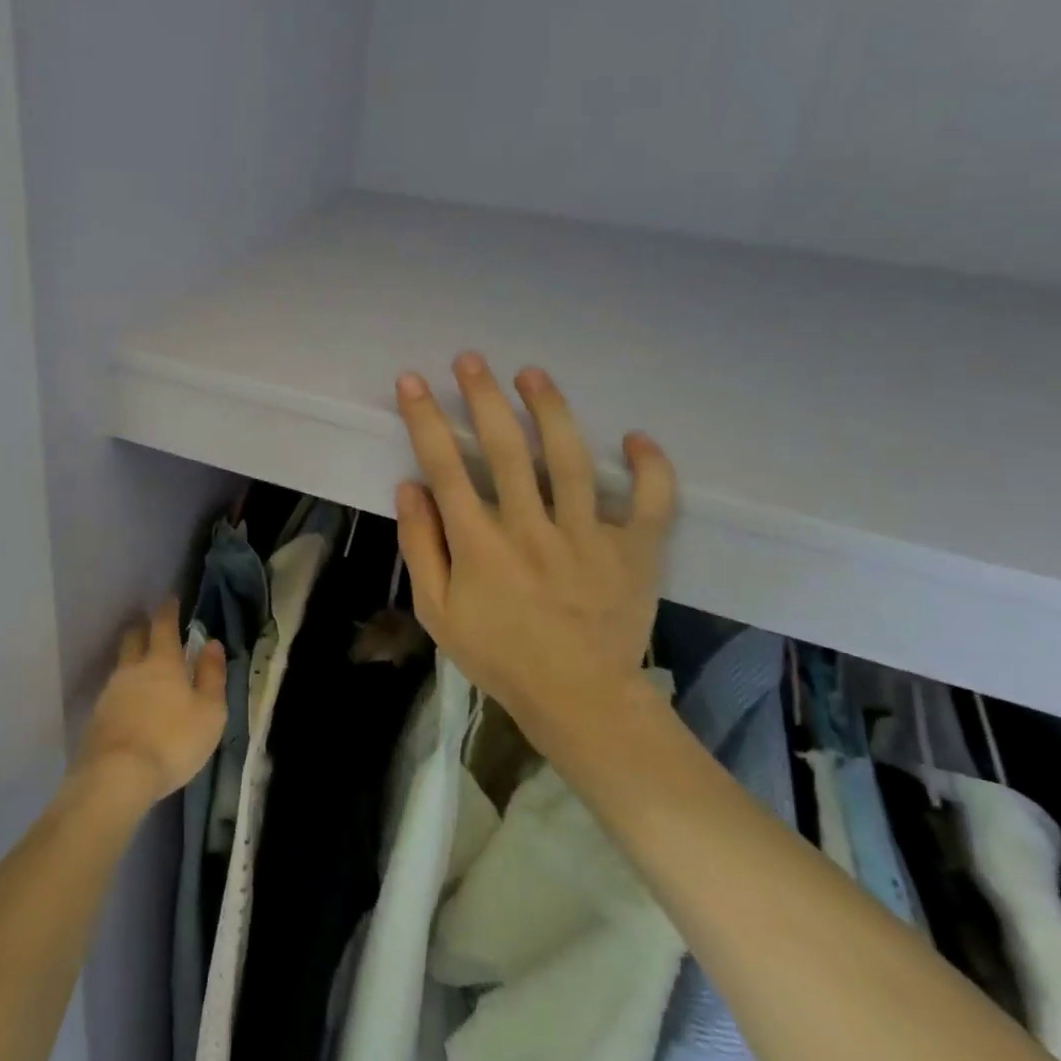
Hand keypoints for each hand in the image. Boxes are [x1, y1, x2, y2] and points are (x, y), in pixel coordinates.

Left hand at [72, 600, 228, 807]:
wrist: (117, 776)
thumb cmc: (173, 741)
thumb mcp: (209, 712)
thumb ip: (212, 675)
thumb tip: (212, 643)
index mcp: (162, 662)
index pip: (163, 625)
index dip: (168, 610)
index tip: (171, 599)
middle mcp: (132, 669)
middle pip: (134, 638)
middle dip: (143, 629)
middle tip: (152, 628)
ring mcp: (110, 692)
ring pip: (121, 666)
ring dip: (132, 662)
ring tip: (144, 672)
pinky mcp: (96, 718)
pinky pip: (113, 693)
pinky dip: (124, 692)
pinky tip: (130, 706)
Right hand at [392, 353, 676, 736]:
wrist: (578, 700)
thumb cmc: (498, 654)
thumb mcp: (437, 611)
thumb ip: (421, 546)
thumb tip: (410, 486)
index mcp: (480, 544)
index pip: (446, 467)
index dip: (425, 419)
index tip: (412, 381)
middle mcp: (531, 529)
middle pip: (506, 449)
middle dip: (483, 397)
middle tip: (470, 360)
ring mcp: (588, 538)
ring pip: (571, 460)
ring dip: (550, 411)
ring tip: (532, 374)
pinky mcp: (635, 552)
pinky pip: (650, 502)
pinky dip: (649, 468)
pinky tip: (636, 437)